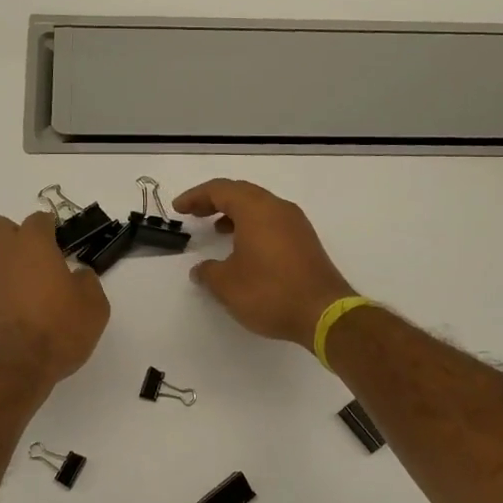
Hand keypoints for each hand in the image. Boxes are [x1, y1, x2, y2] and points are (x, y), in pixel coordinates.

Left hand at [0, 212, 109, 387]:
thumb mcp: (93, 308)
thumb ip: (87, 282)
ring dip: (0, 266)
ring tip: (20, 293)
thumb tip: (77, 275)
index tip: (60, 245)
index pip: (39, 220)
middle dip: (15, 237)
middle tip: (35, 263)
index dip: (51, 230)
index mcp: (32, 244)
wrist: (6, 371)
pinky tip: (6, 317)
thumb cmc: (55, 332)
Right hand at [173, 180, 354, 351]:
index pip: (220, 190)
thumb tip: (201, 269)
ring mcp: (296, 224)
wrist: (323, 312)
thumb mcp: (227, 285)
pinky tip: (244, 248)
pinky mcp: (305, 241)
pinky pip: (273, 222)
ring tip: (217, 229)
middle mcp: (278, 208)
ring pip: (260, 207)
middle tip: (195, 213)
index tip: (179, 209)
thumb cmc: (269, 292)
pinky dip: (252, 226)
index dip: (196, 196)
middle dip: (215, 200)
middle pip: (241, 193)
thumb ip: (208, 272)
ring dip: (235, 213)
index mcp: (256, 209)